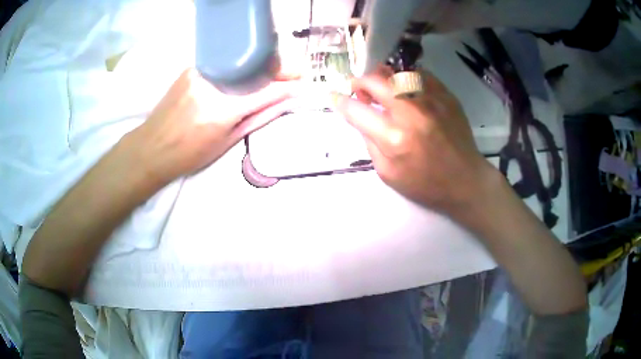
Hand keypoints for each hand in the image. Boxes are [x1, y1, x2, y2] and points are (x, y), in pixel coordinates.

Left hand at [127, 68, 298, 183]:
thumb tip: (285, 102)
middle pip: (256, 68)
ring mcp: (200, 72)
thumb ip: (259, 117)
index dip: (288, 86)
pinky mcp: (192, 67)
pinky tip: (245, 73)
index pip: (266, 90)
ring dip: (260, 66)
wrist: (151, 147)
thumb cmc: (189, 154)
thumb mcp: (228, 142)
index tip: (305, 84)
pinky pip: (224, 63)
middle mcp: (213, 84)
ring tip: (272, 75)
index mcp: (223, 110)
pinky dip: (240, 67)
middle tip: (294, 74)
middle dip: (279, 69)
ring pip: (241, 62)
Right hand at [333, 69, 494, 213]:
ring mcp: (431, 100)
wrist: (466, 180)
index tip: (334, 96)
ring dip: (383, 78)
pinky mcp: (446, 96)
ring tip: (383, 88)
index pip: (356, 110)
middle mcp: (411, 112)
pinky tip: (406, 88)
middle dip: (359, 82)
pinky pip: (420, 74)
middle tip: (359, 90)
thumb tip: (360, 118)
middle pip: (375, 80)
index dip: (340, 101)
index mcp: (393, 138)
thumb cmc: (426, 184)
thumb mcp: (388, 174)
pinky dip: (407, 77)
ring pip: (397, 72)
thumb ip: (370, 143)